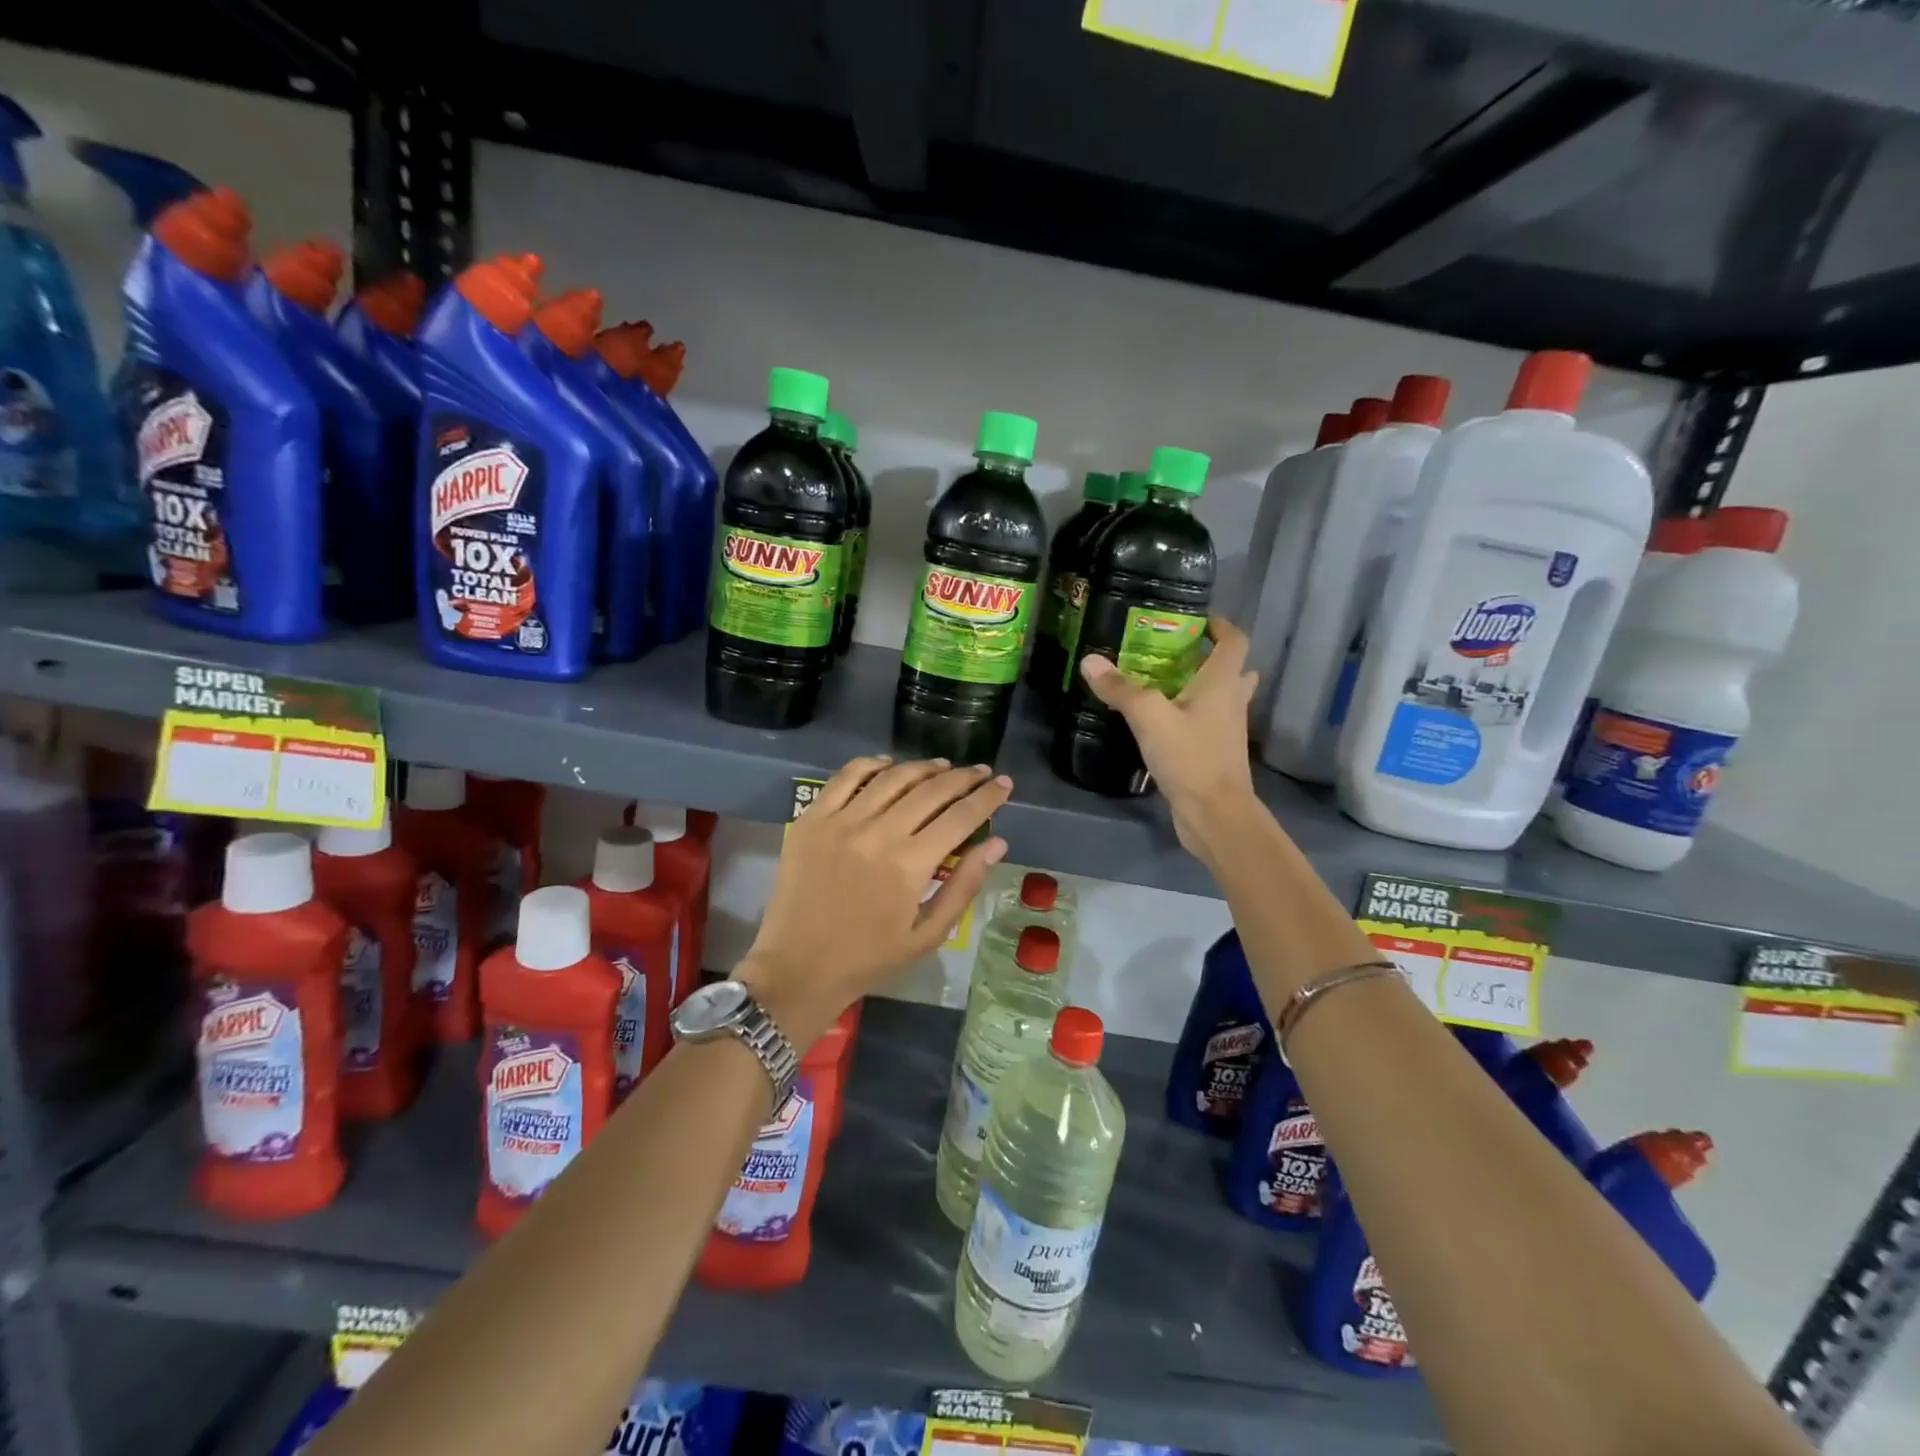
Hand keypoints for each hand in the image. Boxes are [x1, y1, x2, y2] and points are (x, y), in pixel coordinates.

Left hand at [738, 757, 1009, 1044]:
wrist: (797, 968)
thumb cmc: (869, 959)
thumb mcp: (928, 935)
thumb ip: (964, 886)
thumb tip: (997, 843)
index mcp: (910, 865)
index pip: (961, 817)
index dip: (987, 797)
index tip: (1005, 784)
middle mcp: (878, 833)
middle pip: (930, 790)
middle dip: (964, 777)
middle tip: (982, 772)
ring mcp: (841, 821)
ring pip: (892, 777)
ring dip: (923, 767)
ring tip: (943, 767)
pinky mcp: (812, 819)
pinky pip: (845, 777)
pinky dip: (871, 764)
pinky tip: (889, 765)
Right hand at [1079, 615, 1260, 858]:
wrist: (1215, 814)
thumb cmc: (1190, 757)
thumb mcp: (1149, 717)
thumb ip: (1121, 689)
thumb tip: (1090, 661)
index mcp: (1222, 683)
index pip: (1235, 642)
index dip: (1221, 627)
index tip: (1198, 621)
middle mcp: (1232, 702)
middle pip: (1233, 670)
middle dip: (1209, 657)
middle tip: (1177, 654)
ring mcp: (1227, 730)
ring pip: (1221, 698)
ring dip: (1202, 687)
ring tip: (1165, 684)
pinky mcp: (1216, 754)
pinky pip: (1208, 723)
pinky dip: (1192, 715)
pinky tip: (1162, 722)